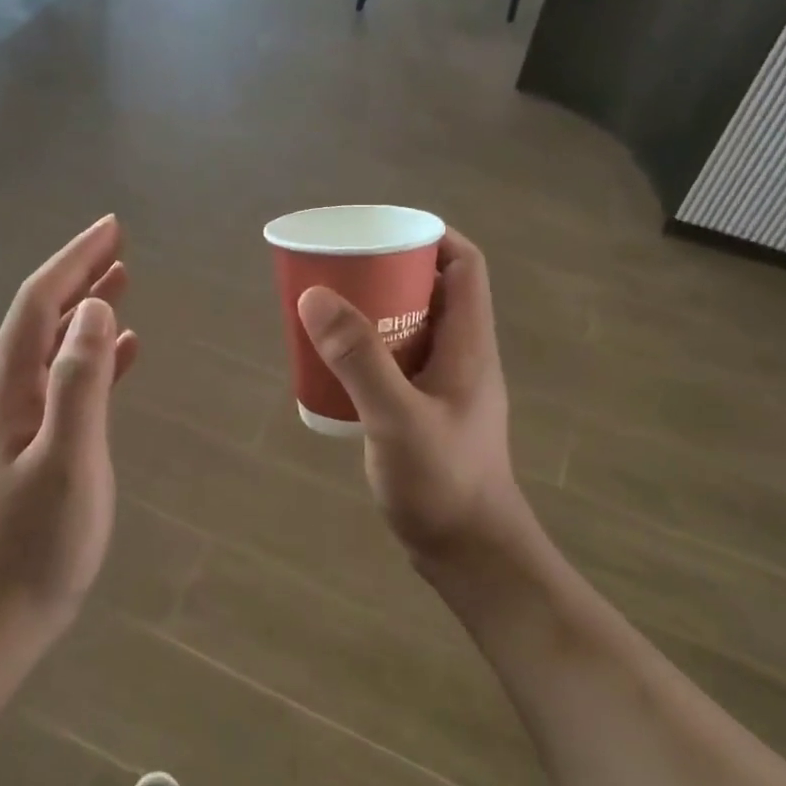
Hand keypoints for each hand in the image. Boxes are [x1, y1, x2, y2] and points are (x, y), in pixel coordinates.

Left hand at [0, 216, 137, 645]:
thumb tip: (97, 309)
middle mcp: (10, 391)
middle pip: (45, 314)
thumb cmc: (37, 541)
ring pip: (58, 343)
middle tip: (120, 243)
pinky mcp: (41, 441)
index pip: (41, 302)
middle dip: (80, 273)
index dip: (75, 260)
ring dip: (88, 307)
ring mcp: (24, 417)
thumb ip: (81, 381)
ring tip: (123, 279)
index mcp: (10, 386)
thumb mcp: (67, 458)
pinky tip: (125, 350)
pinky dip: (97, 354)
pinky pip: (71, 379)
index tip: (113, 228)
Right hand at [297, 230, 535, 563]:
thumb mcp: (396, 416)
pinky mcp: (428, 413)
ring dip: (375, 313)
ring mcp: (447, 387)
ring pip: (412, 328)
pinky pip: (399, 363)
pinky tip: (335, 366)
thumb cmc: (443, 482)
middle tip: (340, 270)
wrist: (469, 553)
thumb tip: (316, 295)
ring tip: (329, 310)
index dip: (431, 237)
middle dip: (388, 272)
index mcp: (469, 343)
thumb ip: (358, 357)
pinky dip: (370, 353)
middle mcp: (463, 356)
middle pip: (432, 291)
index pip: (464, 265)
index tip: (381, 231)